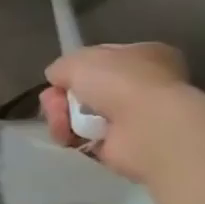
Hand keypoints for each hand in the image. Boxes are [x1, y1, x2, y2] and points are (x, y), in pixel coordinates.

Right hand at [40, 42, 199, 181]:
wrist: (149, 128)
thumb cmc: (121, 82)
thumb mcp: (78, 60)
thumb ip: (61, 67)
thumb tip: (58, 80)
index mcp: (144, 56)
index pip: (100, 59)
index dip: (75, 67)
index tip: (60, 77)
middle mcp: (141, 86)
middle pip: (84, 89)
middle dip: (61, 96)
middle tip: (55, 103)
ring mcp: (133, 118)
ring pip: (79, 113)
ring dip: (61, 116)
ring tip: (61, 123)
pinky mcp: (122, 146)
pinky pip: (83, 137)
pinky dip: (71, 136)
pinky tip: (68, 136)